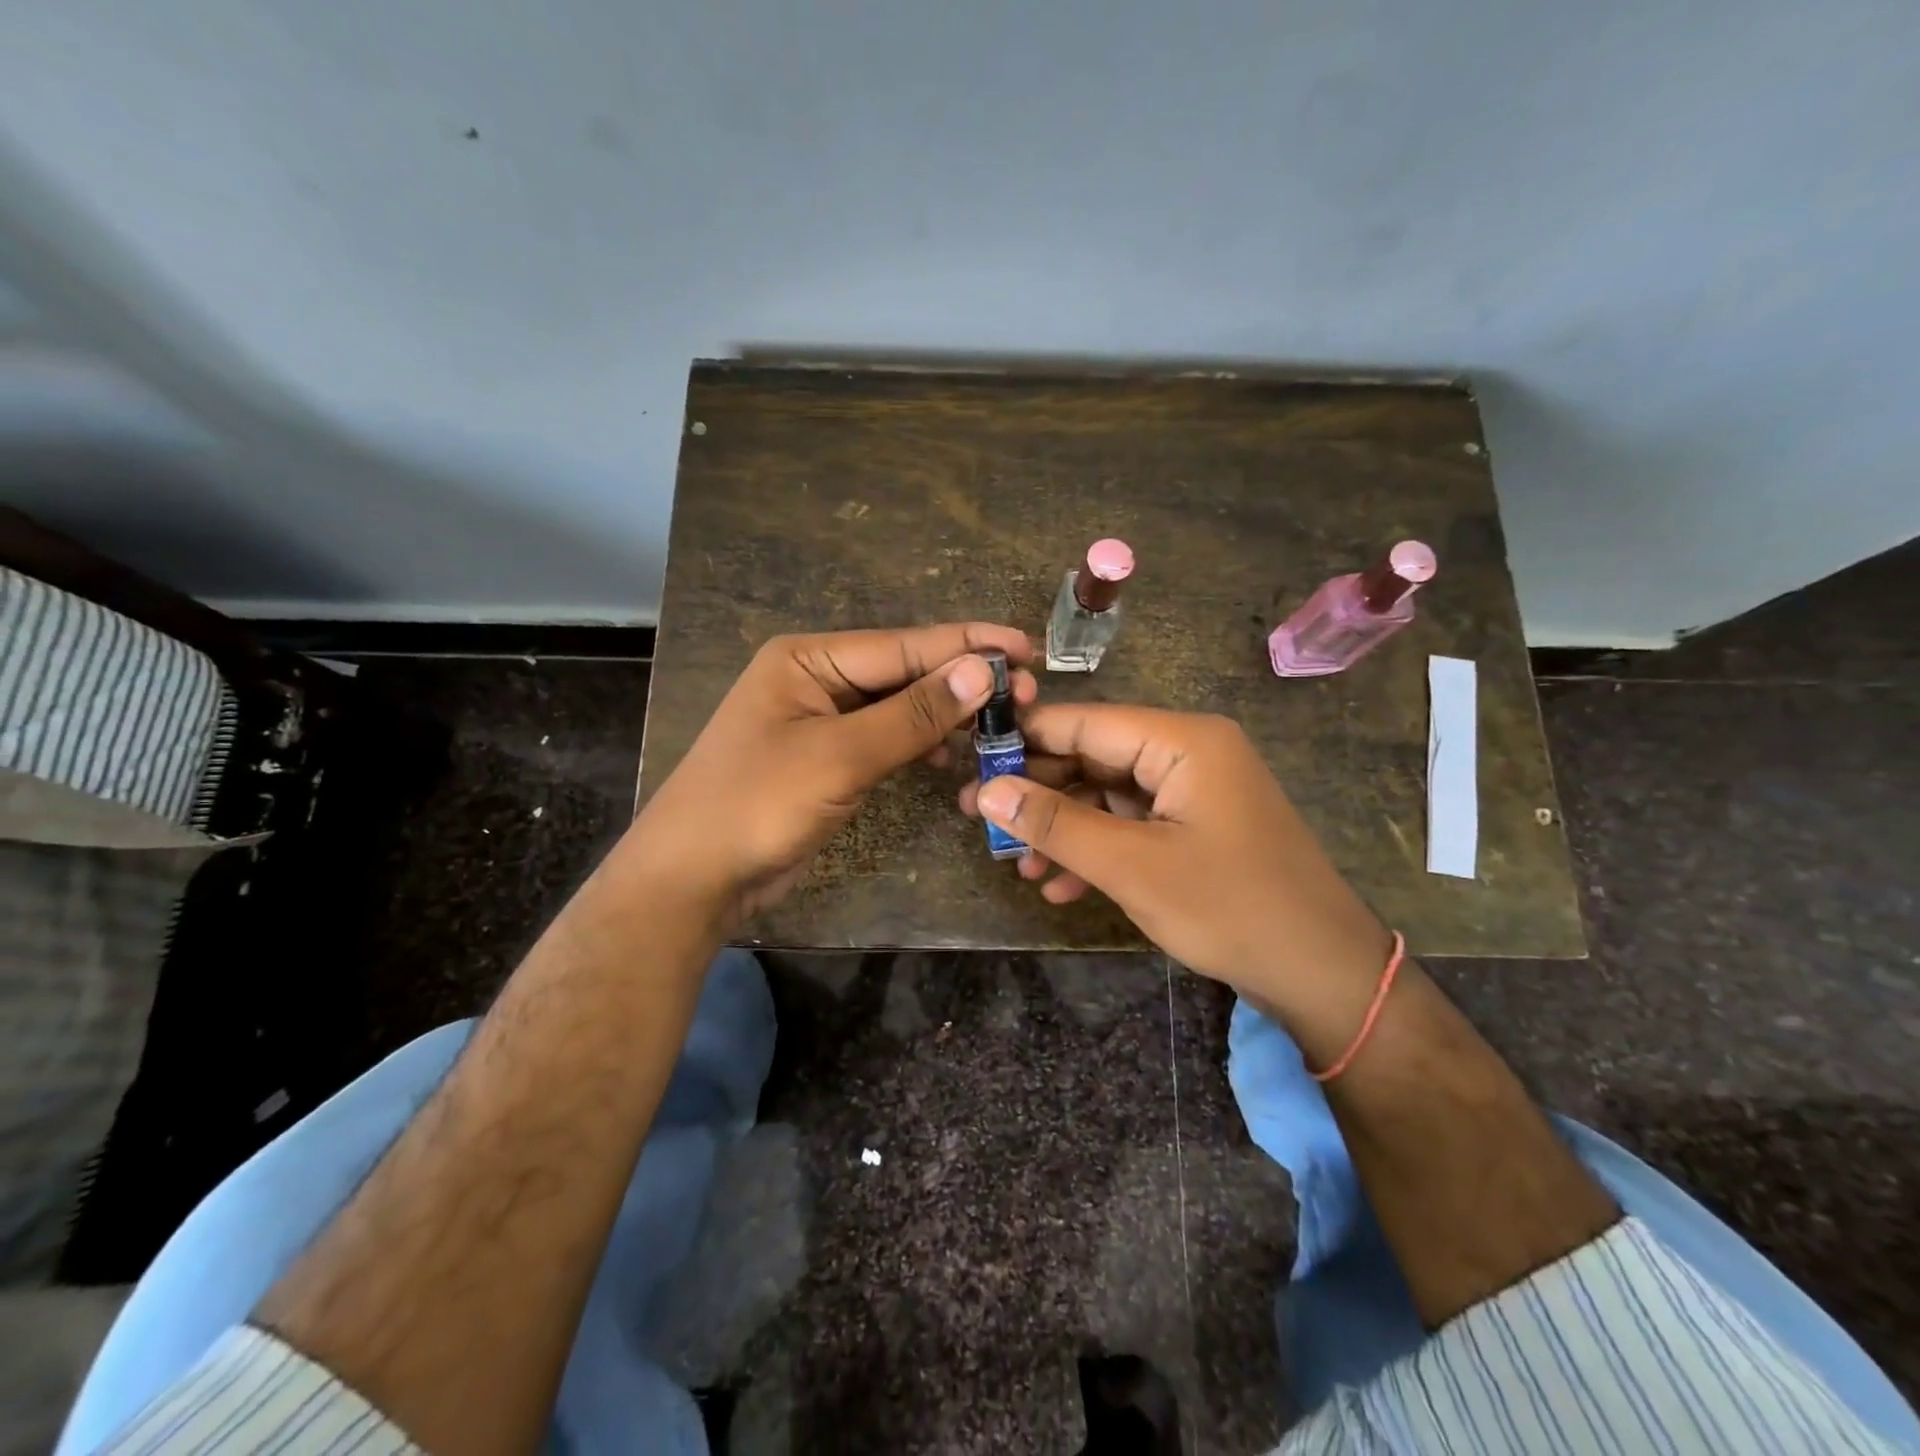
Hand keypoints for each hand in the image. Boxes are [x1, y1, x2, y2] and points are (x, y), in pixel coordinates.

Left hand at [633, 624, 1034, 928]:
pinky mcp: (828, 759)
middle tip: (1025, 694)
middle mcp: (817, 680)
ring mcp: (822, 721)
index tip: (1025, 647)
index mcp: (809, 659)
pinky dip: (920, 746)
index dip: (967, 645)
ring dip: (946, 716)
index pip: (903, 645)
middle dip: (962, 682)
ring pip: (899, 708)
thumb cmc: (758, 804)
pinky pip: (886, 739)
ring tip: (1001, 724)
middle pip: (904, 672)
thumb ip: (913, 713)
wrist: (694, 878)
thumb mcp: (840, 755)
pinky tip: (952, 758)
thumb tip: (981, 669)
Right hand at [959, 704, 1391, 1004]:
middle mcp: (1188, 753)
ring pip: (1107, 796)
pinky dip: (1096, 850)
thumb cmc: (1230, 907)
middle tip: (982, 824)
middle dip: (1039, 795)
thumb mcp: (1132, 866)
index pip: (1085, 722)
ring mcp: (1194, 792)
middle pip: (1093, 757)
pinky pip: (1132, 825)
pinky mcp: (1195, 827)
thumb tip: (986, 791)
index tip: (969, 763)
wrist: (1321, 974)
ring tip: (1016, 865)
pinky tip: (1060, 886)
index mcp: (1182, 741)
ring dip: (1063, 830)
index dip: (1024, 741)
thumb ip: (1056, 824)